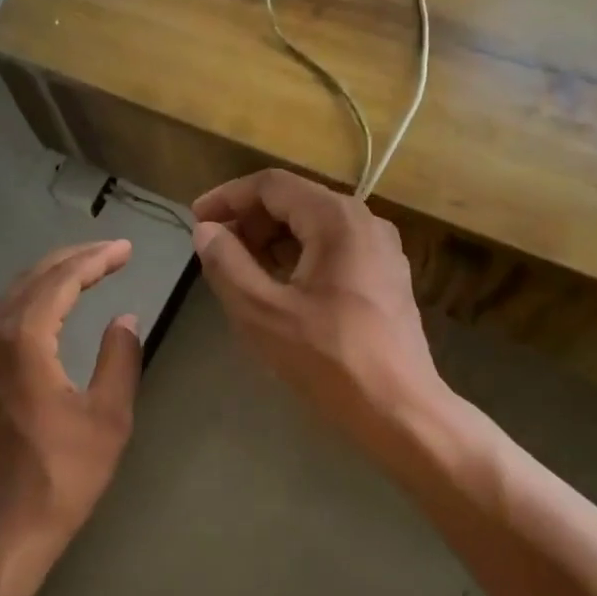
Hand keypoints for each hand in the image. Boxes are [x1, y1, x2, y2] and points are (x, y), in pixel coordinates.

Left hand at [0, 240, 141, 545]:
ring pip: (9, 300)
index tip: (125, 250)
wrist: (1, 530)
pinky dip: (26, 307)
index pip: (61, 280)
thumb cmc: (61, 475)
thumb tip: (125, 320)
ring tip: (82, 275)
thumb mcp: (107, 417)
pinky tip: (43, 316)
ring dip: (47, 281)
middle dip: (71, 261)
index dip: (95, 260)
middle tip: (108, 254)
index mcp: (23, 339)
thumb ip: (119, 359)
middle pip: (30, 280)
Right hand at [192, 170, 446, 465]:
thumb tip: (207, 231)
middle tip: (216, 251)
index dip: (227, 197)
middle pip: (295, 200)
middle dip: (250, 220)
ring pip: (315, 226)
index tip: (196, 220)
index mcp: (336, 219)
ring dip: (272, 240)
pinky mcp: (386, 277)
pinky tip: (280, 289)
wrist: (400, 410)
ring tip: (241, 271)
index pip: (271, 185)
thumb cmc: (328, 359)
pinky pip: (334, 249)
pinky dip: (299, 257)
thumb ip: (227, 264)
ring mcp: (382, 249)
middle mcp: (365, 221)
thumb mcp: (262, 312)